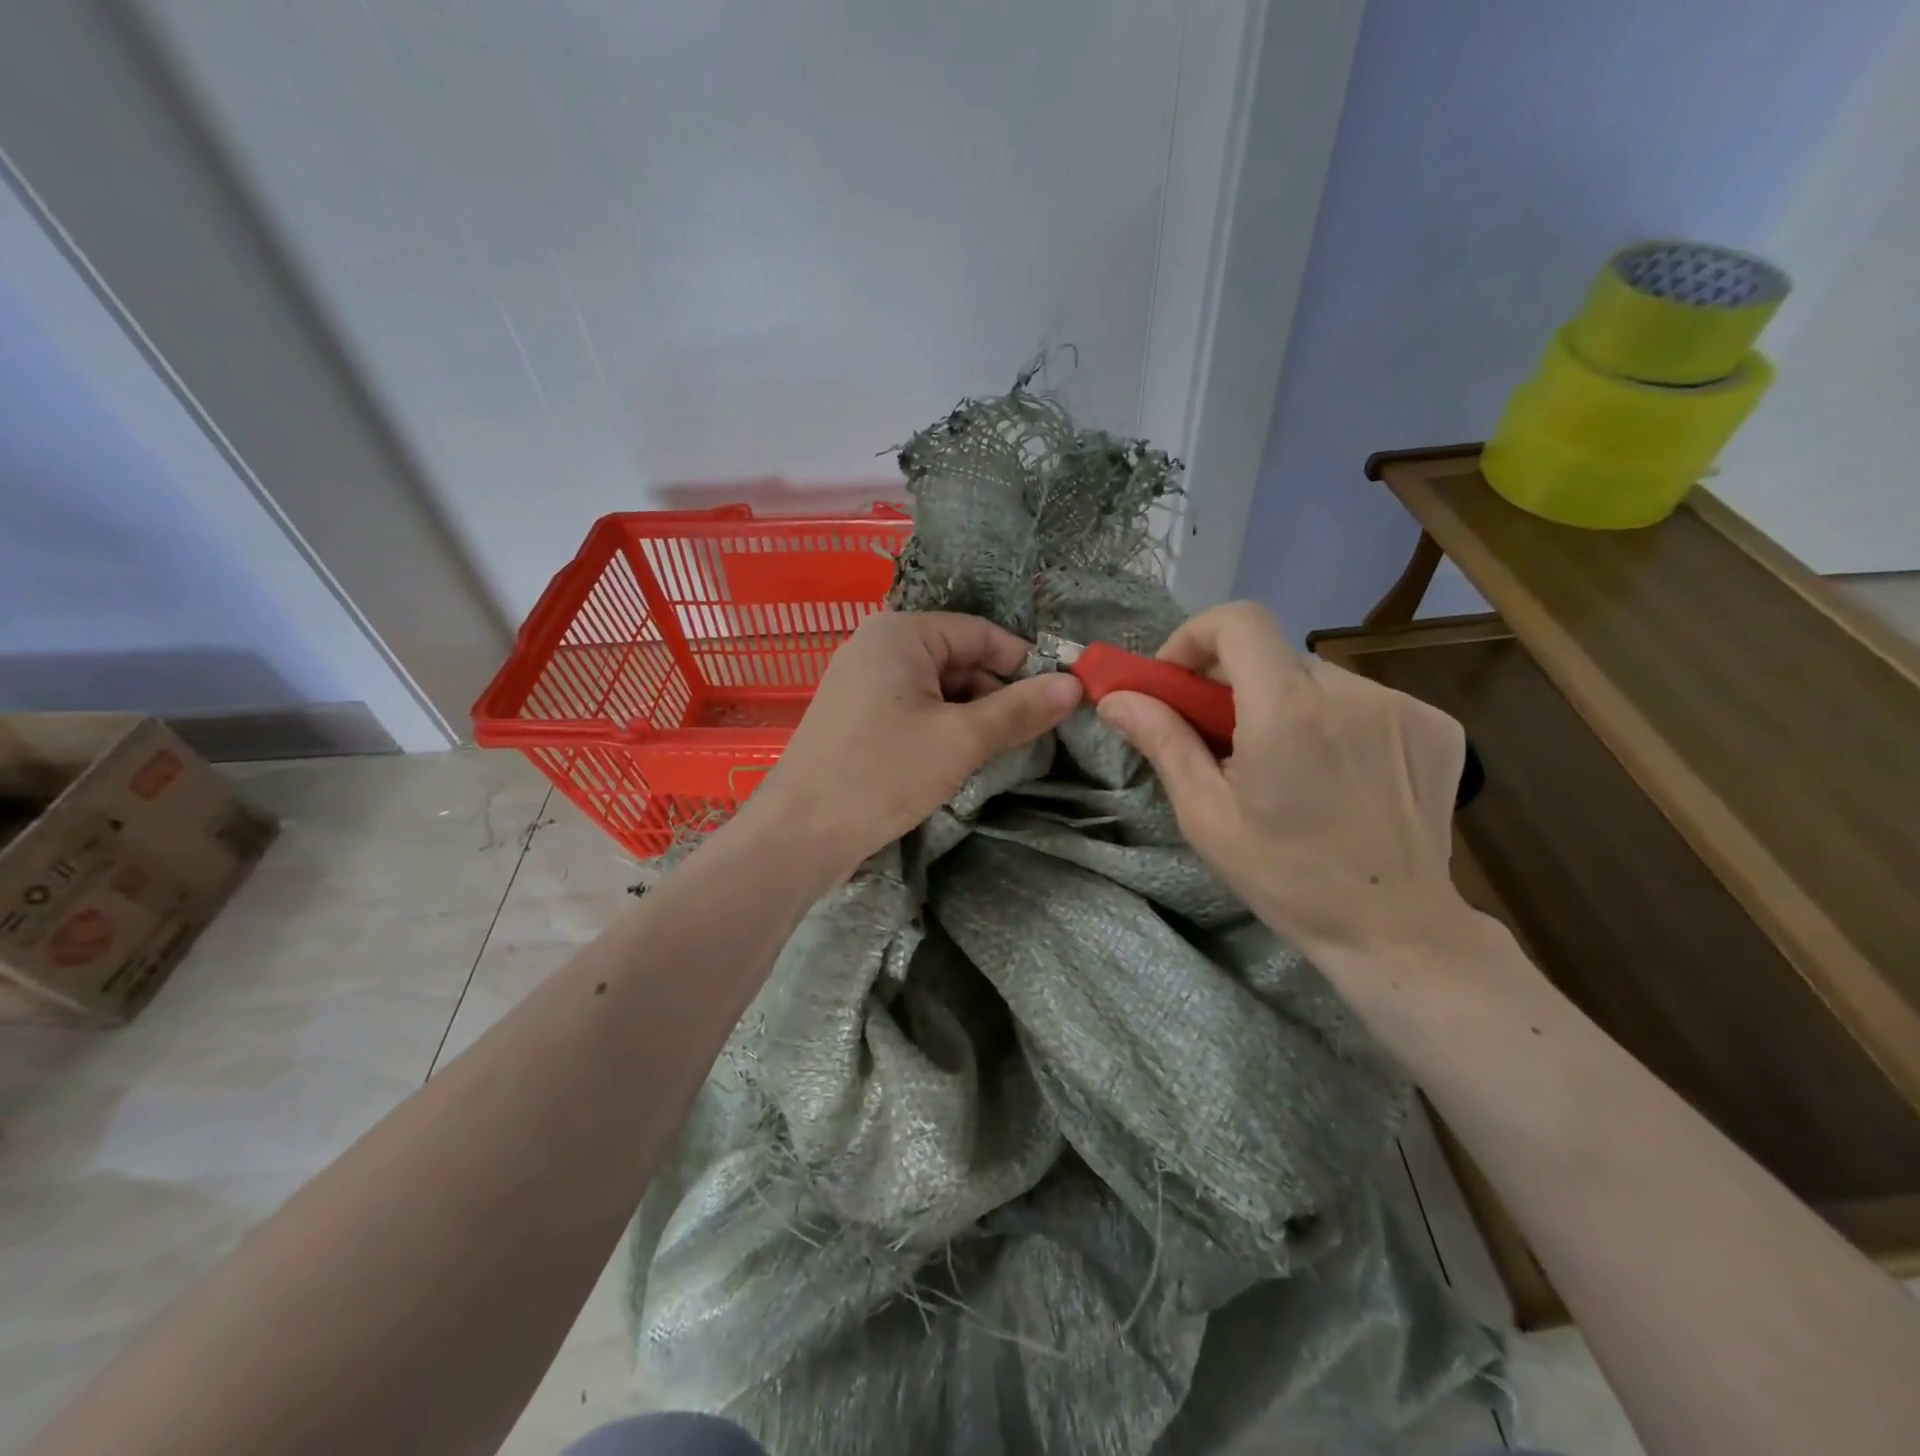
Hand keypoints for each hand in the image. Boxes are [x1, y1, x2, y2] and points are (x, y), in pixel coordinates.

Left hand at [747, 611, 1082, 874]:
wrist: (799, 834)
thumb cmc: (882, 773)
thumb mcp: (961, 740)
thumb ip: (1019, 710)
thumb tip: (1074, 685)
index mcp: (901, 633)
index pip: (981, 633)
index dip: (1024, 664)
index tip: (1059, 699)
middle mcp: (878, 646)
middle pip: (959, 659)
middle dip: (997, 695)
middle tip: (1033, 736)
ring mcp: (862, 683)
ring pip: (937, 689)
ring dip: (972, 717)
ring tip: (1001, 753)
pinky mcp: (855, 718)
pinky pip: (913, 710)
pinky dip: (942, 729)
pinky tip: (960, 760)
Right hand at [1095, 602, 1477, 961]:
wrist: (1395, 929)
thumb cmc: (1286, 878)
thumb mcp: (1206, 815)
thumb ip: (1163, 741)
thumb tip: (1115, 698)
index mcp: (1287, 711)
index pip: (1238, 620)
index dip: (1196, 636)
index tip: (1178, 680)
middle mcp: (1350, 692)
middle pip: (1273, 653)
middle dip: (1234, 682)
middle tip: (1220, 735)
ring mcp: (1402, 705)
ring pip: (1317, 678)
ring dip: (1286, 703)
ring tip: (1283, 764)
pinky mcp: (1436, 724)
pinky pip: (1363, 700)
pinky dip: (1335, 721)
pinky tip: (1334, 772)